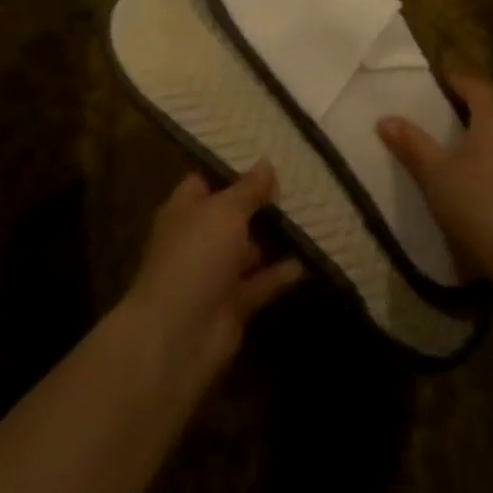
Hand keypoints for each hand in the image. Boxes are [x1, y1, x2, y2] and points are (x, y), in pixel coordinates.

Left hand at [122, 165, 303, 388]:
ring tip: (313, 215)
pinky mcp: (234, 304)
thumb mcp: (224, 211)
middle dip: (261, 202)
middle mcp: (198, 238)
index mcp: (185, 210)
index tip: (267, 157)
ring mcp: (215, 273)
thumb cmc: (196, 257)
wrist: (179, 335)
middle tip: (300, 182)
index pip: (206, 180)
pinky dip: (282, 273)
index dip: (233, 169)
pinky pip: (262, 282)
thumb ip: (248, 189)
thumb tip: (266, 163)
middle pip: (232, 214)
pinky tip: (310, 258)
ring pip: (249, 249)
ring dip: (275, 237)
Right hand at [377, 74, 492, 286]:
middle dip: (475, 101)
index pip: (474, 83)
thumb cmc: (475, 202)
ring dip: (490, 125)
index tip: (434, 83)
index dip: (453, 80)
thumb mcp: (434, 173)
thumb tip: (384, 119)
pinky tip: (483, 170)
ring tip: (462, 140)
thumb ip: (411, 143)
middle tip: (449, 110)